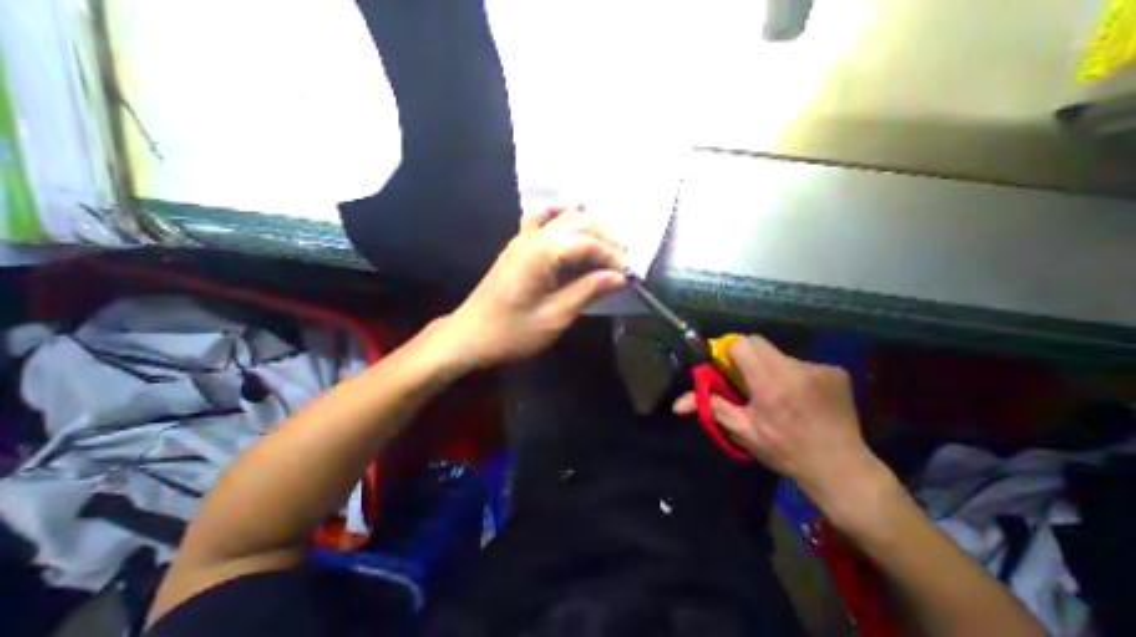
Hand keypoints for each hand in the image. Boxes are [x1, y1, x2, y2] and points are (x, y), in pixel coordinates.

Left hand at [452, 206, 630, 368]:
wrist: (471, 335)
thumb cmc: (513, 332)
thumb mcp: (556, 316)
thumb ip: (588, 291)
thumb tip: (620, 277)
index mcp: (542, 253)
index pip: (587, 242)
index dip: (611, 256)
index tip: (627, 275)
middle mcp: (533, 237)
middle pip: (579, 223)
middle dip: (606, 239)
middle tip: (622, 262)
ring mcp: (522, 238)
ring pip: (563, 217)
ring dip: (589, 228)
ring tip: (607, 247)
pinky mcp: (517, 246)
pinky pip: (541, 219)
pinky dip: (560, 214)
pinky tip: (573, 215)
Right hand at [673, 336, 887, 514]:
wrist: (842, 470)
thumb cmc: (786, 451)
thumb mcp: (743, 431)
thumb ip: (711, 407)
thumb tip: (678, 403)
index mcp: (770, 383)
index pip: (740, 344)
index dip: (727, 352)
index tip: (726, 368)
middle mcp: (795, 369)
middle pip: (758, 342)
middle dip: (745, 356)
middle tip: (745, 380)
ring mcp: (819, 368)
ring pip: (778, 354)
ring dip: (768, 367)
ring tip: (776, 394)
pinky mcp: (836, 372)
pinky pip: (801, 363)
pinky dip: (792, 374)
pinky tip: (799, 397)